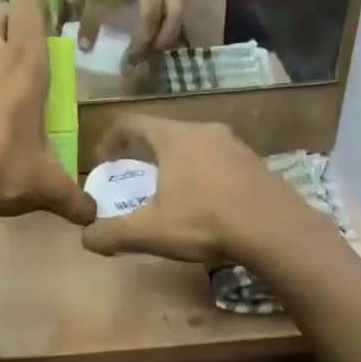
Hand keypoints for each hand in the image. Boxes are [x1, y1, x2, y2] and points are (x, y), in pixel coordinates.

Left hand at [66, 0, 187, 65]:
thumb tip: (66, 14)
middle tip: (127, 66)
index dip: (92, 22)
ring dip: (160, 42)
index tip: (84, 47)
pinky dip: (172, 33)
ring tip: (147, 60)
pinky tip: (161, 48)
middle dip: (140, 43)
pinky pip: (182, 13)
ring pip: (173, 16)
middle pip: (149, 13)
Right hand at [80, 115, 320, 267]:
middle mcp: (205, 131)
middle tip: (133, 172)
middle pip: (165, 132)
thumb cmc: (204, 221)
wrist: (275, 230)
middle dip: (144, 150)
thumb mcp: (149, 232)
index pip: (133, 123)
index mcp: (174, 138)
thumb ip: (112, 233)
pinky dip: (203, 174)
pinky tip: (205, 200)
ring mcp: (235, 145)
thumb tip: (86, 238)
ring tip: (168, 187)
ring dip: (177, 162)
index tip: (103, 157)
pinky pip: (219, 161)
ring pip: (195, 145)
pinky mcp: (256, 164)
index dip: (112, 137)